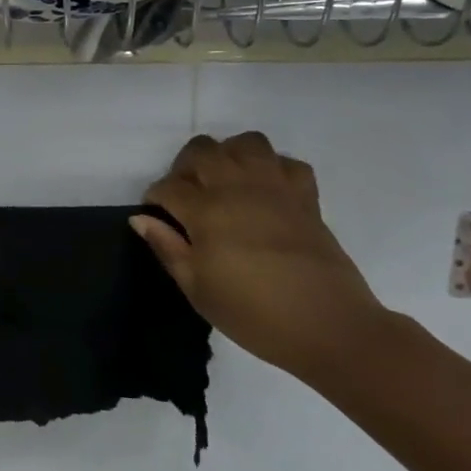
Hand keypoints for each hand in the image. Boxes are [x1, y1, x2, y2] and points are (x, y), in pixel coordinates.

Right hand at [131, 132, 387, 378]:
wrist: (329, 328)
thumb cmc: (254, 314)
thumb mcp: (197, 290)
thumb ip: (167, 248)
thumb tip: (141, 219)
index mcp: (206, 211)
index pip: (168, 187)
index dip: (155, 198)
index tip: (156, 214)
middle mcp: (238, 188)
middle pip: (202, 150)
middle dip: (185, 166)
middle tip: (187, 194)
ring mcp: (275, 188)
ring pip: (246, 143)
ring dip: (230, 155)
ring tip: (226, 182)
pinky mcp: (306, 198)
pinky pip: (288, 163)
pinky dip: (274, 169)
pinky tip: (266, 192)